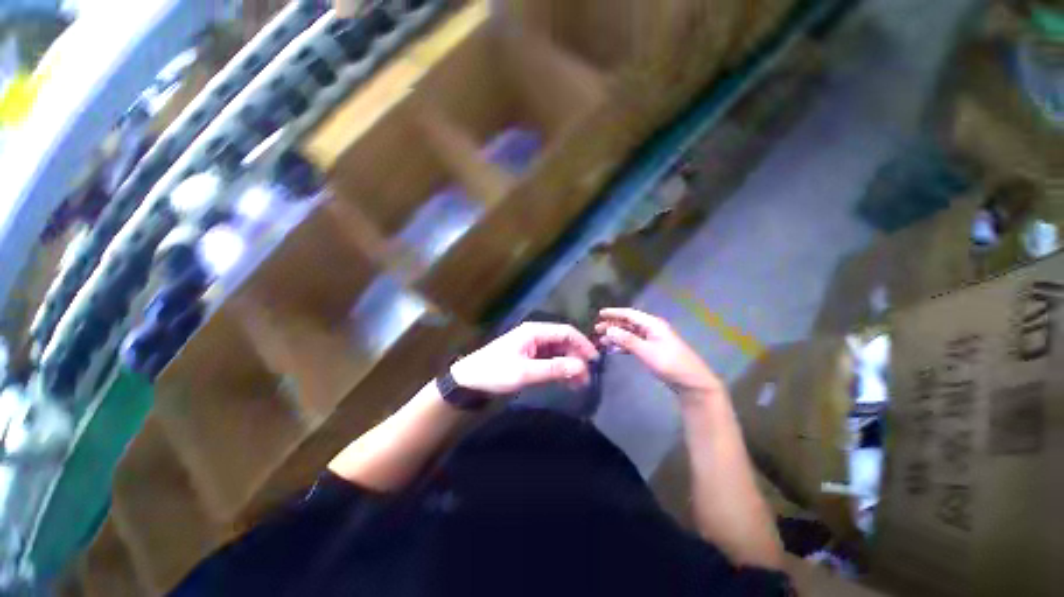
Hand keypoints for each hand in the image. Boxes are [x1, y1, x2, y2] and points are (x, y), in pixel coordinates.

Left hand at [450, 322, 599, 395]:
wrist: (469, 380)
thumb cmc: (495, 372)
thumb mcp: (525, 372)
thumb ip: (554, 368)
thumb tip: (582, 367)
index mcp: (535, 332)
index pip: (566, 332)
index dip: (583, 344)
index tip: (595, 361)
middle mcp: (535, 335)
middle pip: (563, 342)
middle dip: (577, 358)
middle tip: (587, 378)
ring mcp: (532, 346)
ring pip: (558, 352)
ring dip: (569, 365)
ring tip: (579, 384)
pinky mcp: (528, 357)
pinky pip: (550, 360)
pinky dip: (559, 369)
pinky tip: (566, 382)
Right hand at [595, 308, 721, 399]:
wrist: (691, 382)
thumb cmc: (670, 364)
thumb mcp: (647, 352)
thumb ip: (627, 340)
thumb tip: (609, 330)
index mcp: (653, 324)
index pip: (630, 314)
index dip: (614, 313)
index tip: (600, 314)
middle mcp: (652, 329)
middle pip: (629, 323)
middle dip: (613, 325)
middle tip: (597, 329)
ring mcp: (653, 339)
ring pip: (630, 333)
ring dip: (617, 335)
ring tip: (602, 340)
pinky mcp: (653, 350)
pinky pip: (634, 343)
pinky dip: (623, 344)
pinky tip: (614, 349)